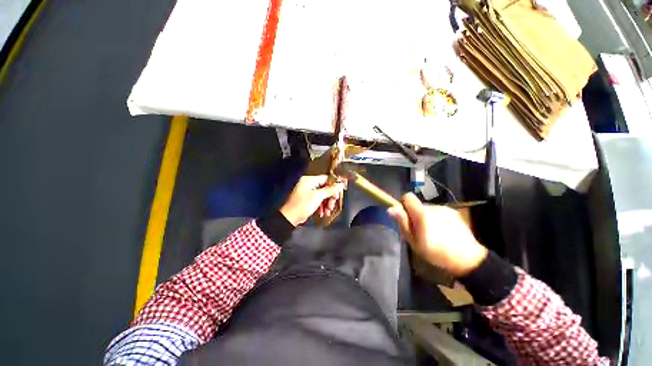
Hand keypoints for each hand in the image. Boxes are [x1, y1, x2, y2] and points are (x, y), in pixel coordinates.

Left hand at [280, 175, 345, 225]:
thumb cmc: (302, 205)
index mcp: (309, 180)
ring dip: (327, 203)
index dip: (334, 186)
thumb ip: (330, 190)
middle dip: (330, 197)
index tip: (338, 194)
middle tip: (332, 205)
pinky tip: (323, 213)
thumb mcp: (318, 196)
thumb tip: (341, 184)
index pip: (326, 179)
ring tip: (328, 211)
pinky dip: (322, 206)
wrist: (290, 218)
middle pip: (325, 187)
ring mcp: (308, 192)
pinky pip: (318, 200)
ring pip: (323, 195)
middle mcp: (309, 184)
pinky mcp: (308, 199)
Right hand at [387, 193, 487, 276]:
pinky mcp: (453, 212)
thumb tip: (391, 209)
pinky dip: (436, 219)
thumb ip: (403, 223)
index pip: (408, 197)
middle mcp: (433, 207)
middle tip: (419, 231)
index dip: (404, 204)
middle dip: (415, 214)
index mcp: (422, 214)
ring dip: (426, 217)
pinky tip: (442, 231)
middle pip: (417, 205)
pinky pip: (438, 212)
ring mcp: (445, 209)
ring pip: (427, 209)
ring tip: (432, 233)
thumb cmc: (436, 253)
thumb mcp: (414, 241)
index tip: (406, 217)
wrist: (468, 258)